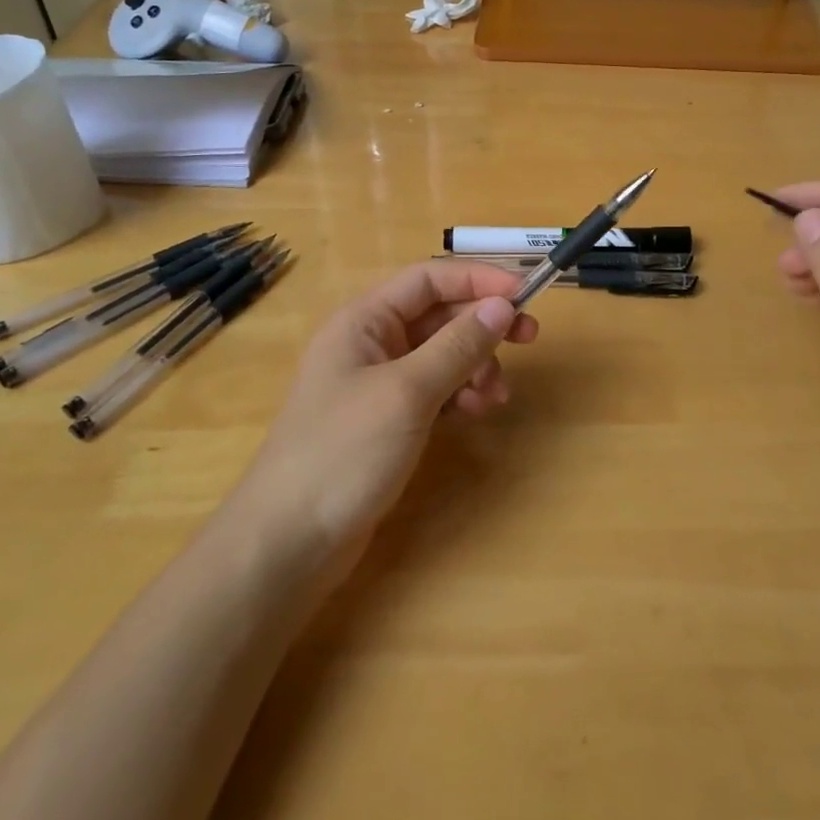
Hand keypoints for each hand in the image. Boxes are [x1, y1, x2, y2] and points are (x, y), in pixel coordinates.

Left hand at [241, 261, 539, 557]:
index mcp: (365, 320)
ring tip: (494, 398)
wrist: (290, 541)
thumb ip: (457, 345)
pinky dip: (460, 394)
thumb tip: (502, 305)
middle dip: (483, 325)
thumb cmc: (344, 452)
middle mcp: (372, 342)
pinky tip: (474, 414)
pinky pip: (435, 389)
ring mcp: (379, 383)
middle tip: (530, 339)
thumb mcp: (407, 392)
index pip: (429, 278)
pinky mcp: (388, 419)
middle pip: (439, 315)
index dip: (478, 279)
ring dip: (475, 365)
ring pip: (442, 354)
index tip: (524, 294)